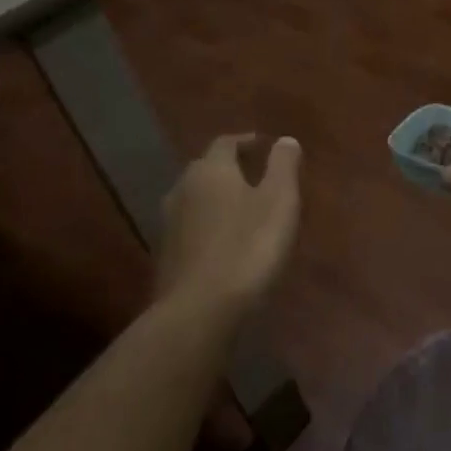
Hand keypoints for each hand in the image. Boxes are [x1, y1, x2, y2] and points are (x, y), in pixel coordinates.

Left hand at [156, 134, 302, 314]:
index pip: (226, 143)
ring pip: (196, 198)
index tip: (264, 146)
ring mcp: (169, 224)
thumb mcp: (279, 201)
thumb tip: (285, 140)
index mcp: (211, 170)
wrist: (198, 311)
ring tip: (242, 209)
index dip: (246, 142)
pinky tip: (224, 241)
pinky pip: (190, 227)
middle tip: (256, 175)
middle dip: (230, 168)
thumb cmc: (248, 246)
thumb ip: (283, 166)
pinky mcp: (165, 256)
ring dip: (217, 198)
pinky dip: (208, 225)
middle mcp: (183, 188)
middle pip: (207, 168)